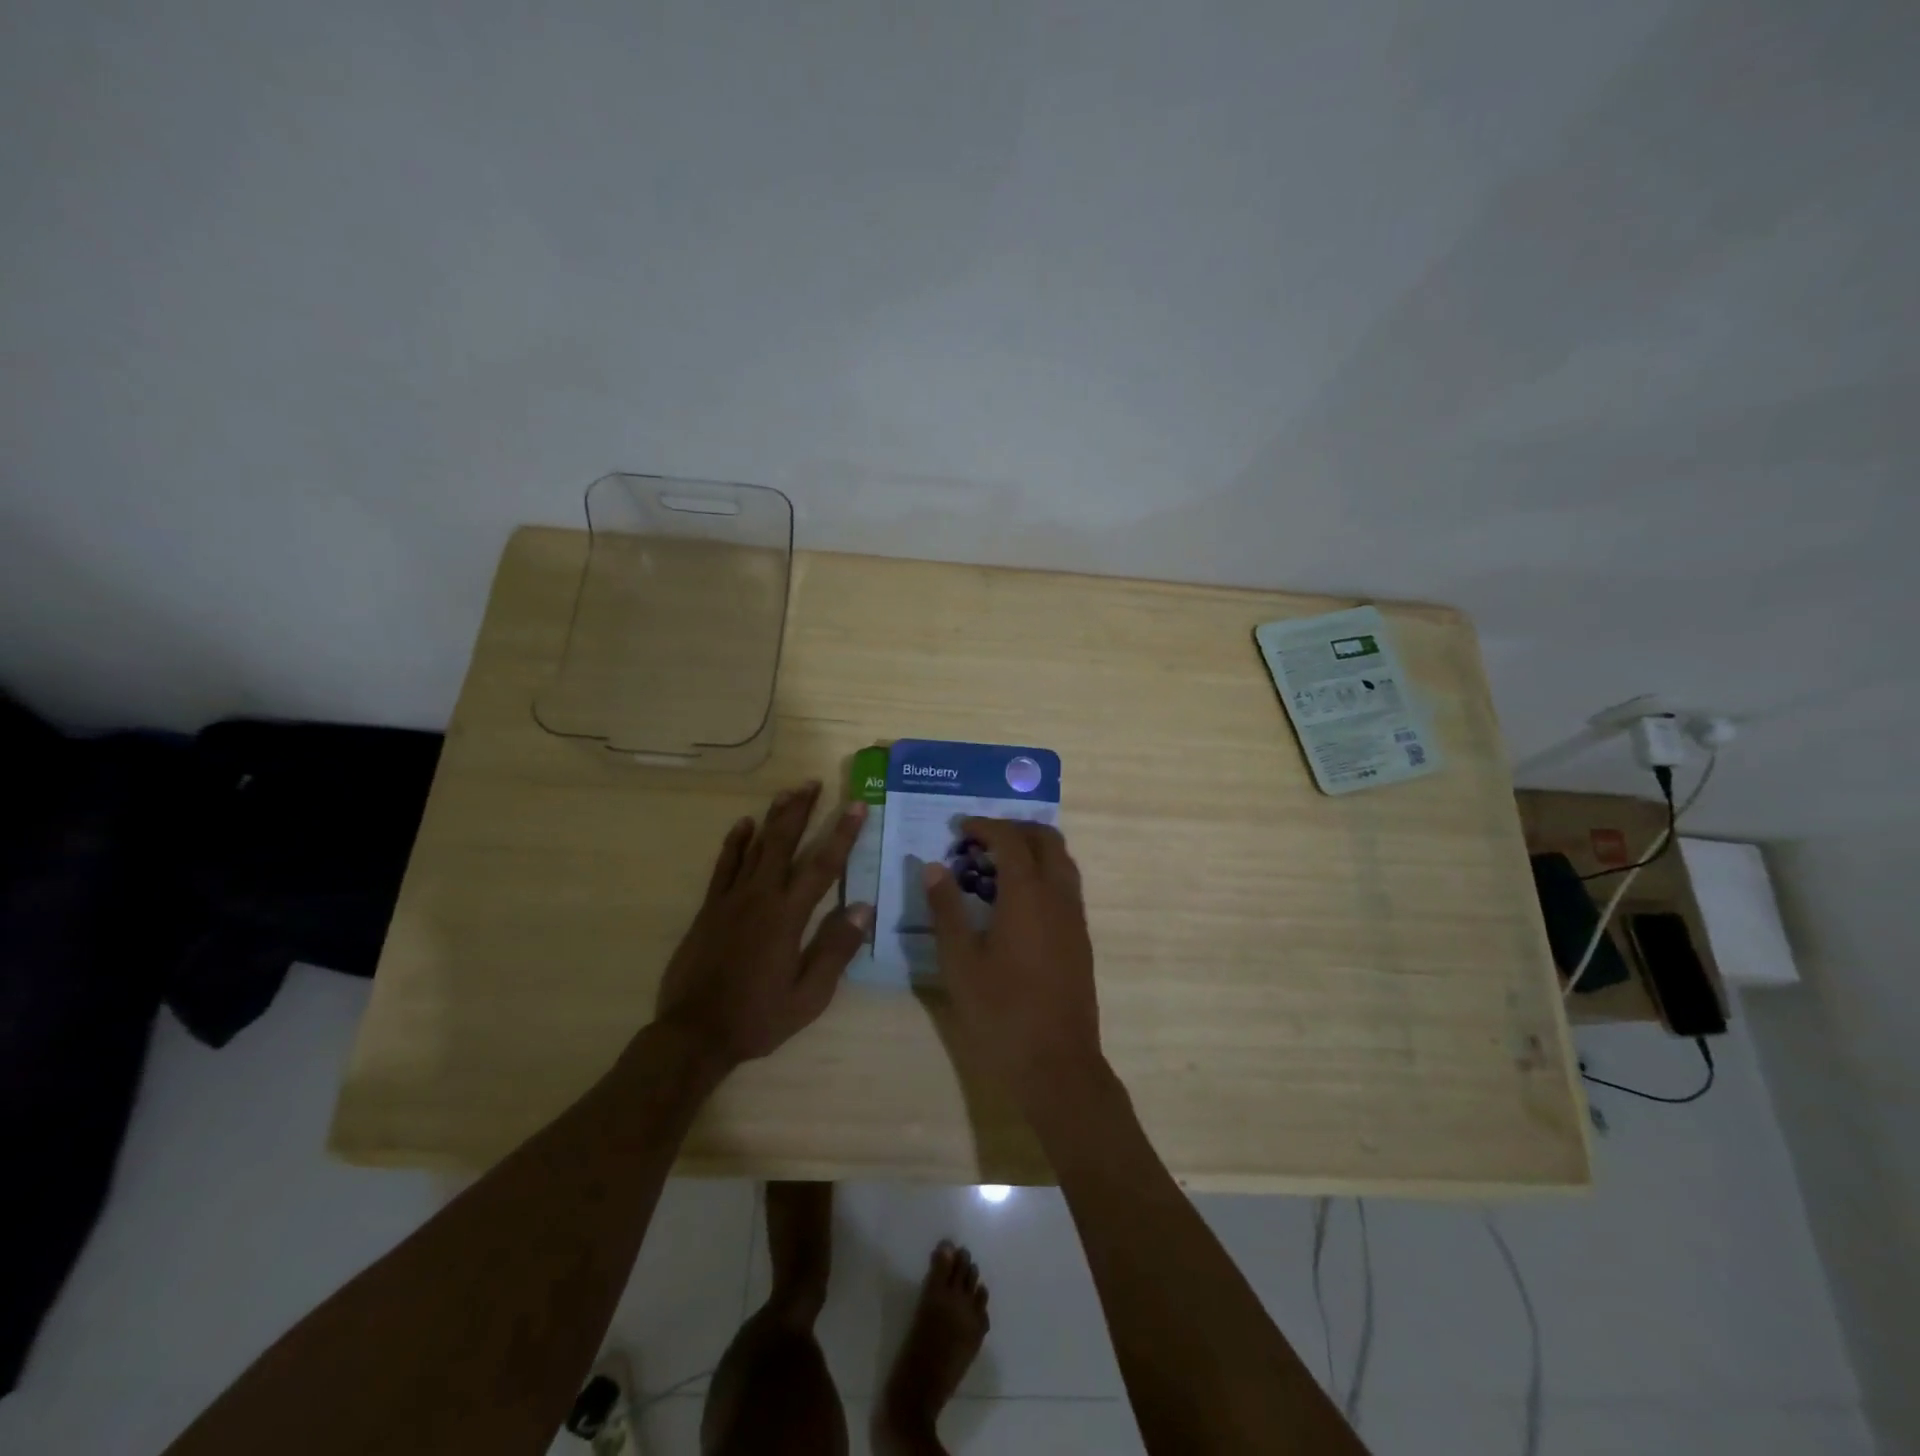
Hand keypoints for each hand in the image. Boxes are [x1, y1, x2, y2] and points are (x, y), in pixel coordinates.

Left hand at [655, 782, 872, 1068]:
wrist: (694, 1033)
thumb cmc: (758, 1017)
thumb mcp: (809, 996)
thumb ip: (835, 950)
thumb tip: (863, 907)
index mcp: (788, 917)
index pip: (822, 866)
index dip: (842, 834)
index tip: (856, 805)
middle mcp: (760, 898)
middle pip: (784, 843)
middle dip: (802, 810)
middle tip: (814, 783)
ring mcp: (731, 900)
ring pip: (755, 847)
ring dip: (773, 818)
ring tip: (788, 792)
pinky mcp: (709, 908)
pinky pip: (724, 866)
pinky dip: (734, 843)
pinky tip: (744, 825)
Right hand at [923, 818, 1104, 1102]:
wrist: (1057, 1064)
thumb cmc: (1001, 1013)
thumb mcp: (960, 962)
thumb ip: (946, 909)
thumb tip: (933, 867)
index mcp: (1028, 895)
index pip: (1010, 839)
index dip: (985, 826)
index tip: (960, 828)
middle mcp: (1058, 896)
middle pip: (1046, 839)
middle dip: (1014, 829)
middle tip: (980, 840)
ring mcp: (1074, 918)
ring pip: (1062, 862)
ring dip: (1032, 850)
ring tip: (995, 866)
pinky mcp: (1080, 939)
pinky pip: (1066, 886)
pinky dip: (1043, 874)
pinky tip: (1015, 901)